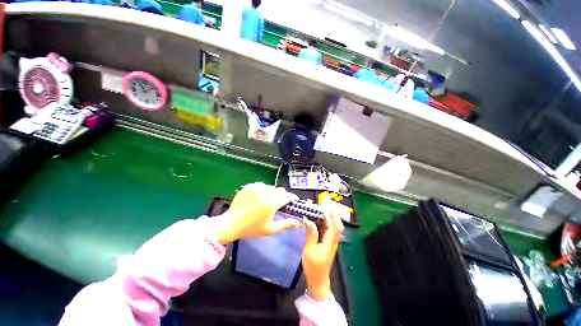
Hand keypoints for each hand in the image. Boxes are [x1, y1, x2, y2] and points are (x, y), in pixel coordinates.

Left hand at [212, 182, 299, 244]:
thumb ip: (286, 224)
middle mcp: (266, 192)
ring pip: (271, 187)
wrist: (232, 223)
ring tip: (267, 201)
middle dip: (282, 196)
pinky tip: (258, 198)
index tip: (294, 200)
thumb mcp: (271, 229)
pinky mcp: (250, 186)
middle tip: (279, 203)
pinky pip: (261, 185)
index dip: (292, 197)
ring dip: (272, 193)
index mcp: (272, 203)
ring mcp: (257, 188)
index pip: (288, 196)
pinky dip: (262, 190)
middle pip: (280, 190)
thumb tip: (298, 222)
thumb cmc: (252, 228)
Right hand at [301, 200, 345, 299]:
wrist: (318, 281)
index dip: (333, 215)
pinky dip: (325, 224)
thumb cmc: (313, 267)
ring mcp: (331, 243)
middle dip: (332, 214)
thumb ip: (311, 235)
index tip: (327, 206)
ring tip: (319, 210)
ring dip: (328, 218)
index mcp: (330, 242)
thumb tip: (308, 220)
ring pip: (332, 227)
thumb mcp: (310, 250)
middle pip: (336, 225)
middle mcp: (333, 241)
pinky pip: (328, 231)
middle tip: (323, 206)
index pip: (336, 226)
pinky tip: (317, 221)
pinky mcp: (327, 244)